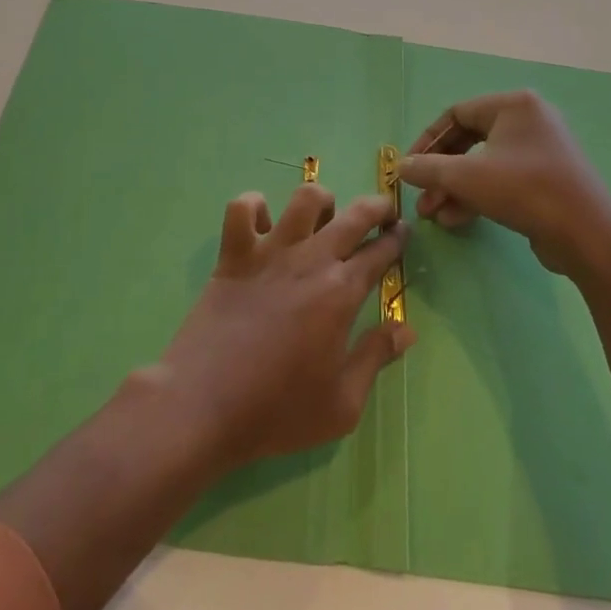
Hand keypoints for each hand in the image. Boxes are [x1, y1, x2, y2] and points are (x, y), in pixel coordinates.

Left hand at [151, 184, 415, 473]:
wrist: (204, 405)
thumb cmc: (277, 410)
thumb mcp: (342, 403)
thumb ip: (376, 357)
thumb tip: (406, 328)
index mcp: (341, 293)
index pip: (379, 253)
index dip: (396, 240)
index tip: (403, 233)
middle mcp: (310, 260)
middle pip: (353, 215)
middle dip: (376, 207)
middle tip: (383, 211)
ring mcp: (269, 252)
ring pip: (303, 199)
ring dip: (320, 201)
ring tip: (323, 217)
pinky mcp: (233, 255)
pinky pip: (242, 209)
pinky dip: (254, 208)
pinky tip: (262, 226)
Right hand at [398, 90, 610, 276]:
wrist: (588, 236)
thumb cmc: (524, 190)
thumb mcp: (466, 177)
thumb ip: (428, 168)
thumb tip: (401, 167)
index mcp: (513, 105)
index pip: (457, 113)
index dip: (428, 141)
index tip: (409, 166)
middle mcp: (529, 120)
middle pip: (469, 140)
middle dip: (441, 171)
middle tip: (420, 195)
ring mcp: (541, 151)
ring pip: (484, 164)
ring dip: (455, 188)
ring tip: (432, 215)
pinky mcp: (547, 179)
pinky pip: (503, 180)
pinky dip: (478, 196)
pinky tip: (455, 220)